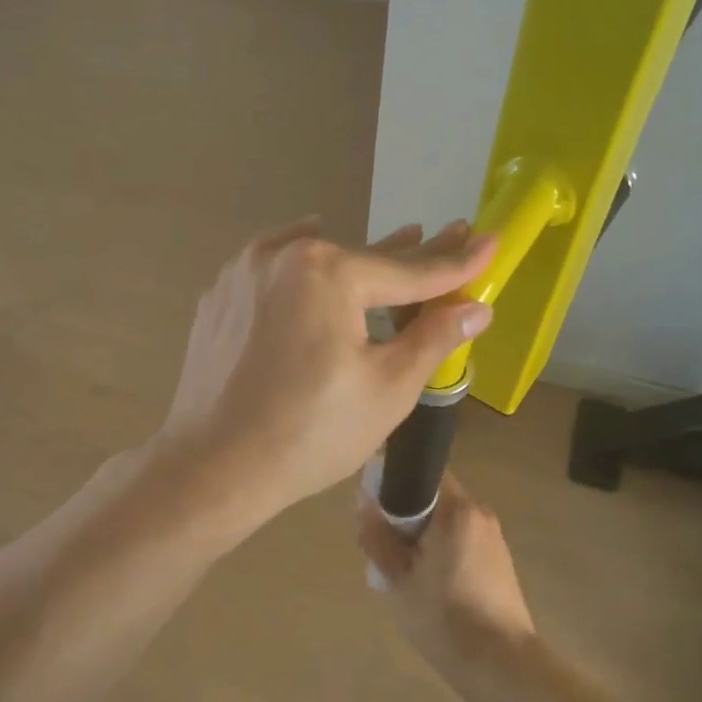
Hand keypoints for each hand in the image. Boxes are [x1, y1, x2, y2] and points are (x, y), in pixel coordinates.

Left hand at [156, 219, 494, 529]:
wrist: (211, 468)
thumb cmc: (309, 434)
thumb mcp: (387, 389)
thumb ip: (433, 338)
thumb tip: (474, 308)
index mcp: (328, 272)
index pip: (409, 269)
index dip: (456, 261)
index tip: (489, 241)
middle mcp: (281, 256)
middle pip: (362, 259)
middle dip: (409, 254)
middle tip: (451, 234)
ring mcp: (242, 275)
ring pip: (315, 263)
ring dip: (356, 262)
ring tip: (395, 246)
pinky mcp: (219, 300)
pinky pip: (275, 277)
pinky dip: (304, 273)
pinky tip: (313, 265)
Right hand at [356, 472, 536, 674]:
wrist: (501, 664)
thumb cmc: (444, 616)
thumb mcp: (398, 577)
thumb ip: (377, 536)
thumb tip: (363, 504)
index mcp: (457, 509)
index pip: (422, 473)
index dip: (392, 485)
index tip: (372, 509)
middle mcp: (479, 514)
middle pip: (433, 498)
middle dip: (404, 515)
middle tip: (381, 545)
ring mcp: (493, 538)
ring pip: (445, 521)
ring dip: (421, 535)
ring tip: (402, 569)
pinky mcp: (498, 562)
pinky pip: (460, 540)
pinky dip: (439, 549)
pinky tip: (427, 582)